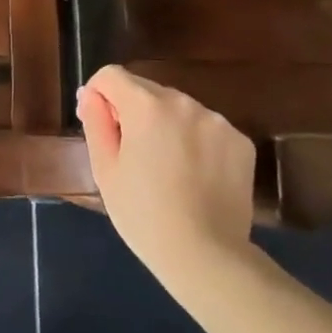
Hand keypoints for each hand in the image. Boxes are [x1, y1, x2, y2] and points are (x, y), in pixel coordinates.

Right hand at [76, 65, 257, 282]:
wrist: (206, 257)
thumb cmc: (143, 215)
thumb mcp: (105, 170)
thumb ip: (96, 122)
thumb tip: (91, 93)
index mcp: (146, 106)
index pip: (112, 75)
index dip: (99, 95)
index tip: (101, 125)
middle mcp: (183, 102)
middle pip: (147, 91)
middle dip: (134, 111)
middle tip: (133, 155)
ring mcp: (217, 120)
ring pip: (179, 110)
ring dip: (167, 125)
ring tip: (167, 169)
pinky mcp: (241, 141)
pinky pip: (207, 128)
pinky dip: (196, 142)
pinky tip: (195, 176)